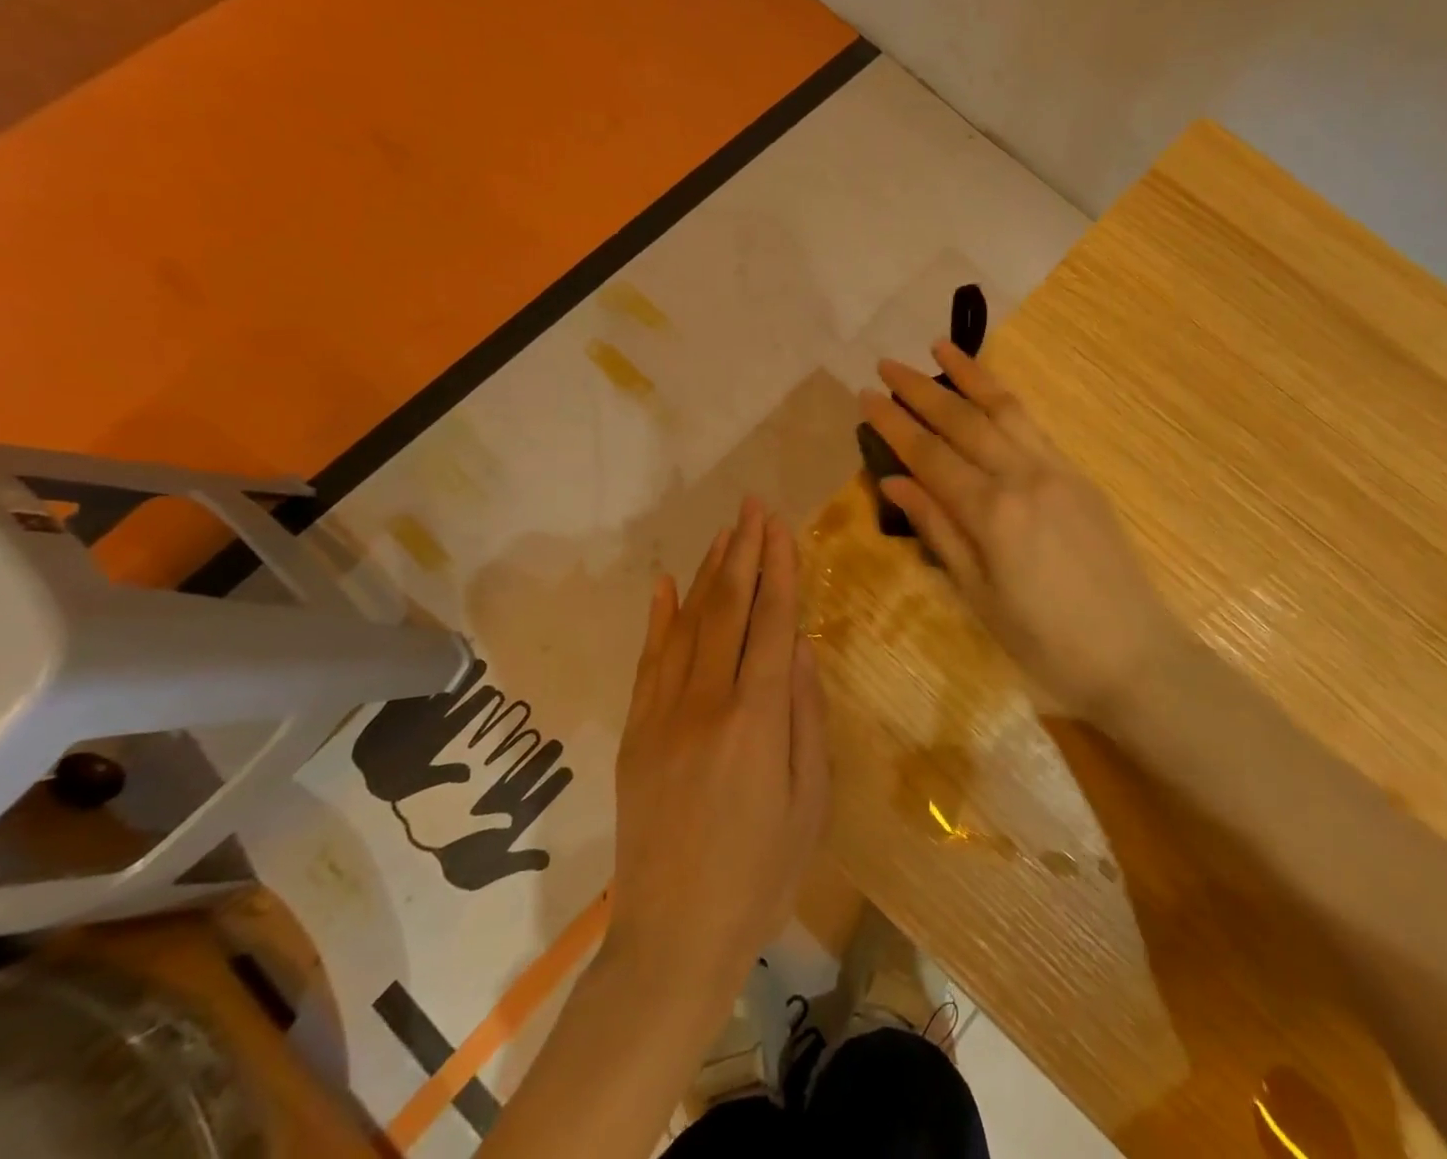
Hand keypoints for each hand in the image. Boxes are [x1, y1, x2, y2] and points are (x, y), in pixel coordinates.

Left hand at [606, 498, 829, 996]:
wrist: (673, 939)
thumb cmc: (762, 875)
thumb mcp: (810, 802)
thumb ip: (807, 718)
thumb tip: (803, 649)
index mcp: (758, 719)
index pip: (773, 623)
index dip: (780, 569)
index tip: (781, 525)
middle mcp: (707, 702)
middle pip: (729, 609)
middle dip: (745, 552)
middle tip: (753, 506)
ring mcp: (663, 714)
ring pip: (689, 624)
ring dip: (710, 574)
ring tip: (726, 533)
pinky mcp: (636, 733)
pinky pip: (649, 661)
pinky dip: (659, 618)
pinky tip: (667, 585)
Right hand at [860, 343, 1191, 720]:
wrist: (1133, 654)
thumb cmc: (1045, 641)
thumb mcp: (978, 594)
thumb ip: (938, 529)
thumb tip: (896, 480)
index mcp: (992, 512)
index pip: (930, 455)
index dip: (894, 424)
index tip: (866, 396)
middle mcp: (1023, 476)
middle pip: (963, 421)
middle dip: (921, 390)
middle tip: (886, 364)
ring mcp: (1057, 470)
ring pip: (1004, 410)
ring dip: (969, 376)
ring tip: (939, 348)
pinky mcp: (1079, 476)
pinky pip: (1034, 426)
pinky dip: (1006, 401)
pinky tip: (990, 392)